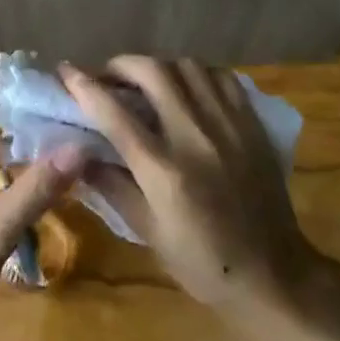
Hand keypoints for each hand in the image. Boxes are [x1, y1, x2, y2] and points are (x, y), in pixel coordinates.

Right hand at [59, 57, 339, 313]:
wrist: (274, 275)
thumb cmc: (204, 262)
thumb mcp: (148, 232)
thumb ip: (112, 186)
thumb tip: (78, 155)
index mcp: (164, 170)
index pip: (114, 113)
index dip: (84, 85)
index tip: (65, 71)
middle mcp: (195, 137)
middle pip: (153, 72)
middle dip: (121, 65)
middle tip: (108, 77)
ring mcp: (228, 126)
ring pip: (188, 66)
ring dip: (158, 65)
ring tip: (146, 81)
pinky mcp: (251, 125)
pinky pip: (221, 78)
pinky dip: (197, 74)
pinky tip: (187, 88)